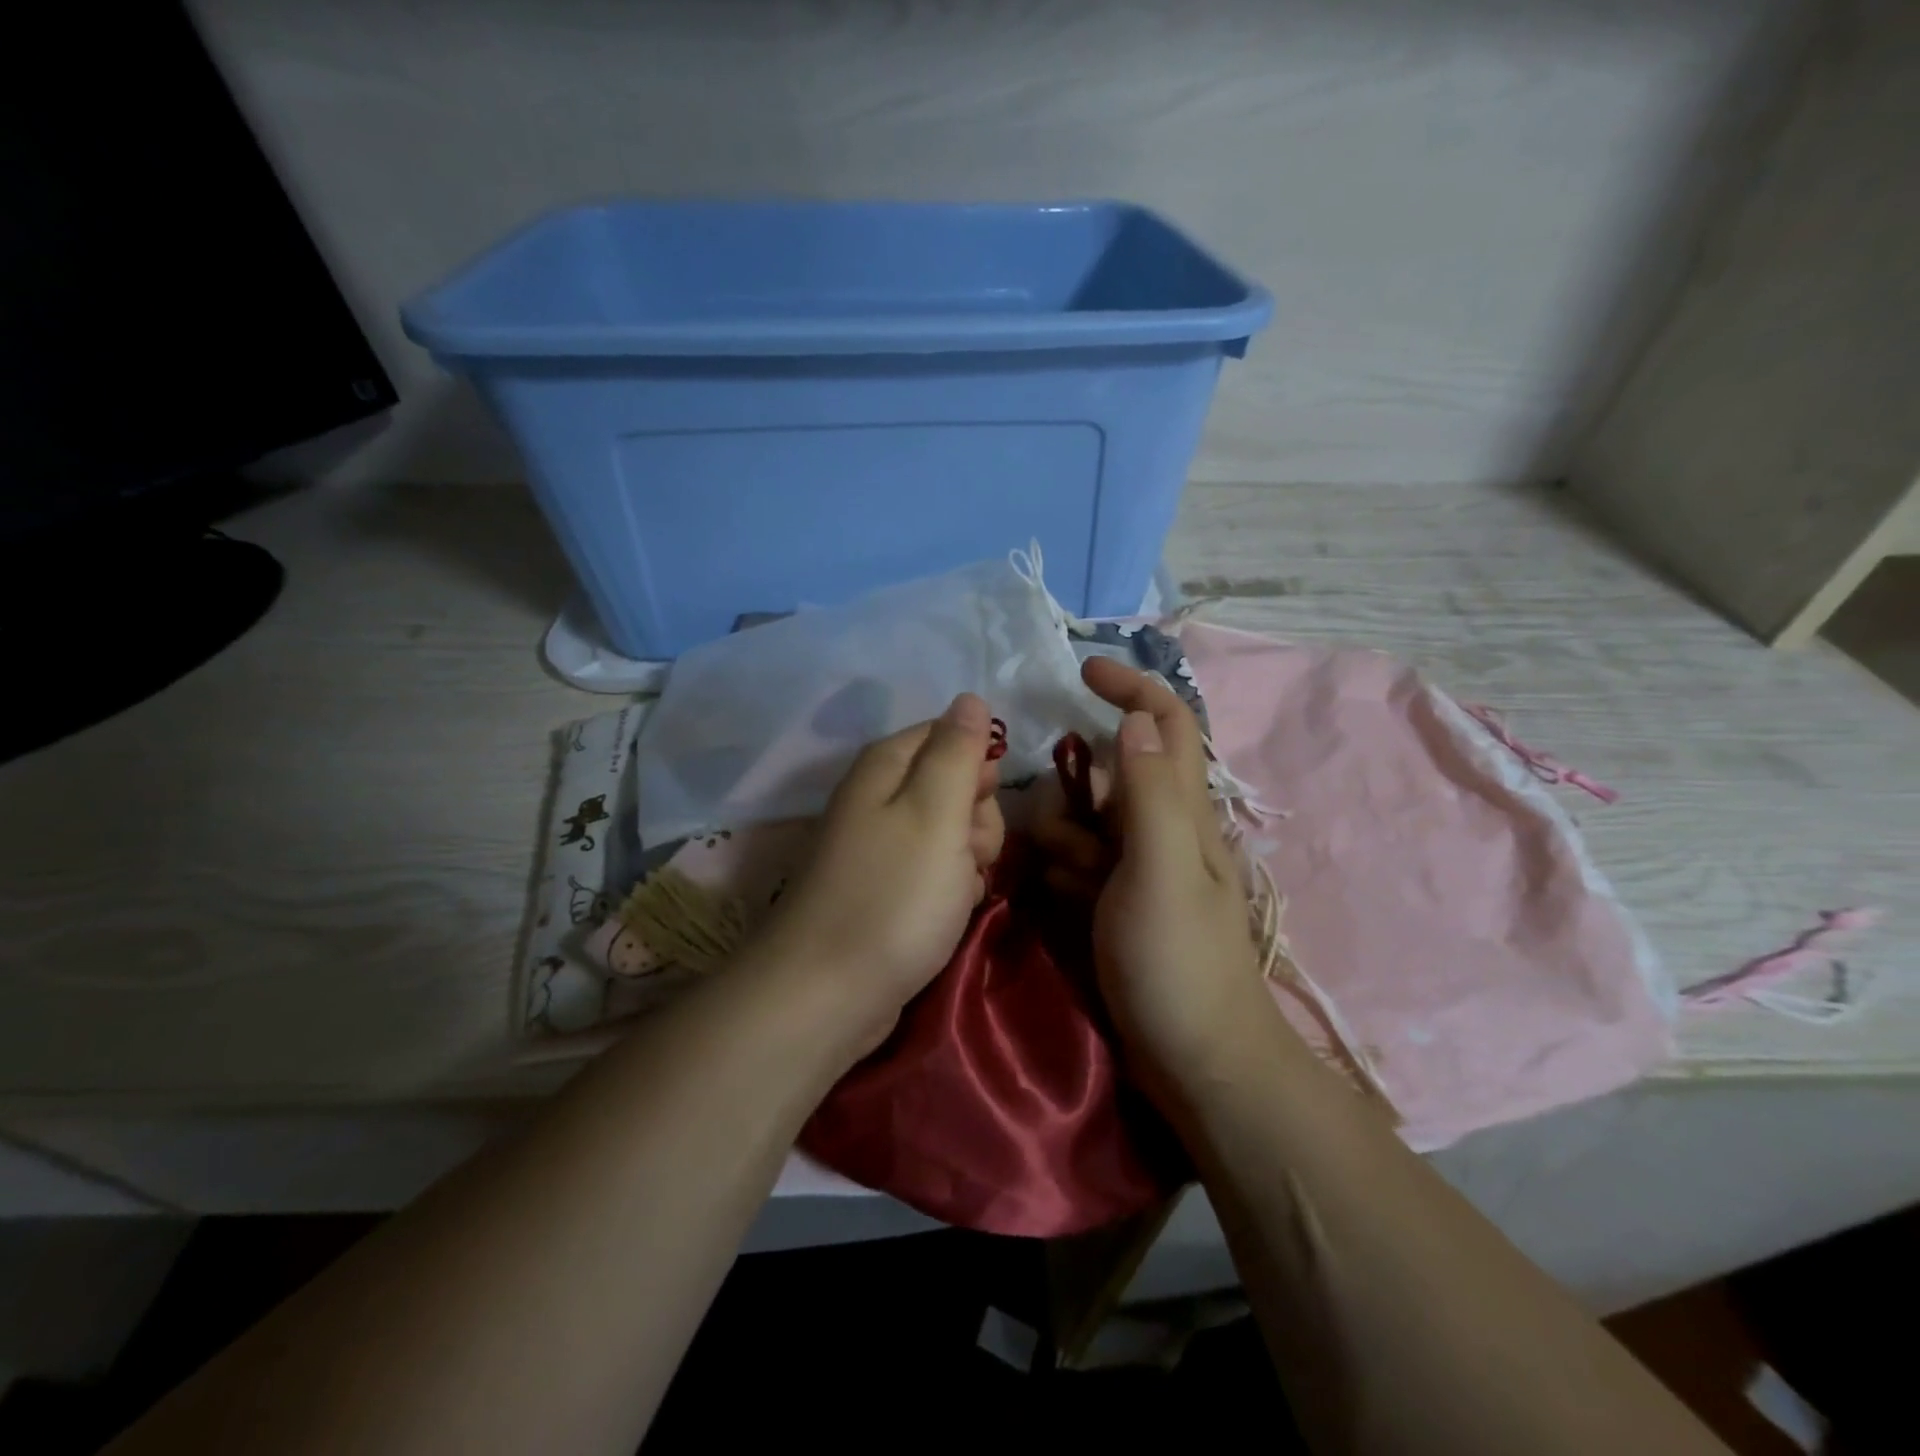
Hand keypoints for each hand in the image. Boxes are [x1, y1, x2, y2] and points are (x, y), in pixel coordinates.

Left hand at [751, 693, 1004, 1047]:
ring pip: (954, 832)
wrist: (828, 994)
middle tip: (967, 856)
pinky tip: (948, 913)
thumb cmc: (893, 896)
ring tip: (956, 893)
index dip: (979, 770)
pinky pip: (938, 870)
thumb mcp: (936, 813)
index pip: (954, 735)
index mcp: (887, 764)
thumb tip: (969, 697)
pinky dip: (952, 890)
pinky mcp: (886, 886)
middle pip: (956, 784)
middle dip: (977, 821)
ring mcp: (881, 843)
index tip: (980, 806)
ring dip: (970, 860)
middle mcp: (879, 794)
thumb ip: (956, 751)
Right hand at [1034, 659, 1274, 1092]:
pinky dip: (1065, 870)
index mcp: (1183, 810)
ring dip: (1065, 836)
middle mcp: (1165, 828)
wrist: (1199, 1061)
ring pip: (1089, 819)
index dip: (1131, 687)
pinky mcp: (1122, 901)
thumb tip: (1137, 717)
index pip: (1166, 722)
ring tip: (1066, 881)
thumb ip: (1149, 791)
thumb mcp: (1161, 869)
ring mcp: (1143, 868)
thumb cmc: (1179, 963)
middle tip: (1062, 831)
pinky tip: (1062, 901)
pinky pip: (1081, 863)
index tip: (1081, 672)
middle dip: (1078, 788)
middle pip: (1114, 772)